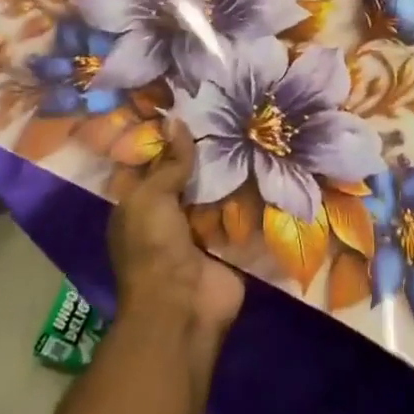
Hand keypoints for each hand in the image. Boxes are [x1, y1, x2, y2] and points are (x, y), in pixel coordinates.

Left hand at [109, 120, 243, 359]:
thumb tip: (176, 119)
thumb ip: (169, 162)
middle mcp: (170, 215)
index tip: (191, 105)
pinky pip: (242, 214)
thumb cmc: (154, 248)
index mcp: (139, 205)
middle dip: (208, 151)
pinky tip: (273, 164)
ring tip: (257, 130)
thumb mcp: (151, 198)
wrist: (183, 308)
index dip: (168, 137)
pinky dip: (254, 196)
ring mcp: (201, 231)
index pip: (153, 162)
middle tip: (234, 112)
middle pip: (190, 176)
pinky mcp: (230, 244)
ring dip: (234, 171)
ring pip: (218, 192)